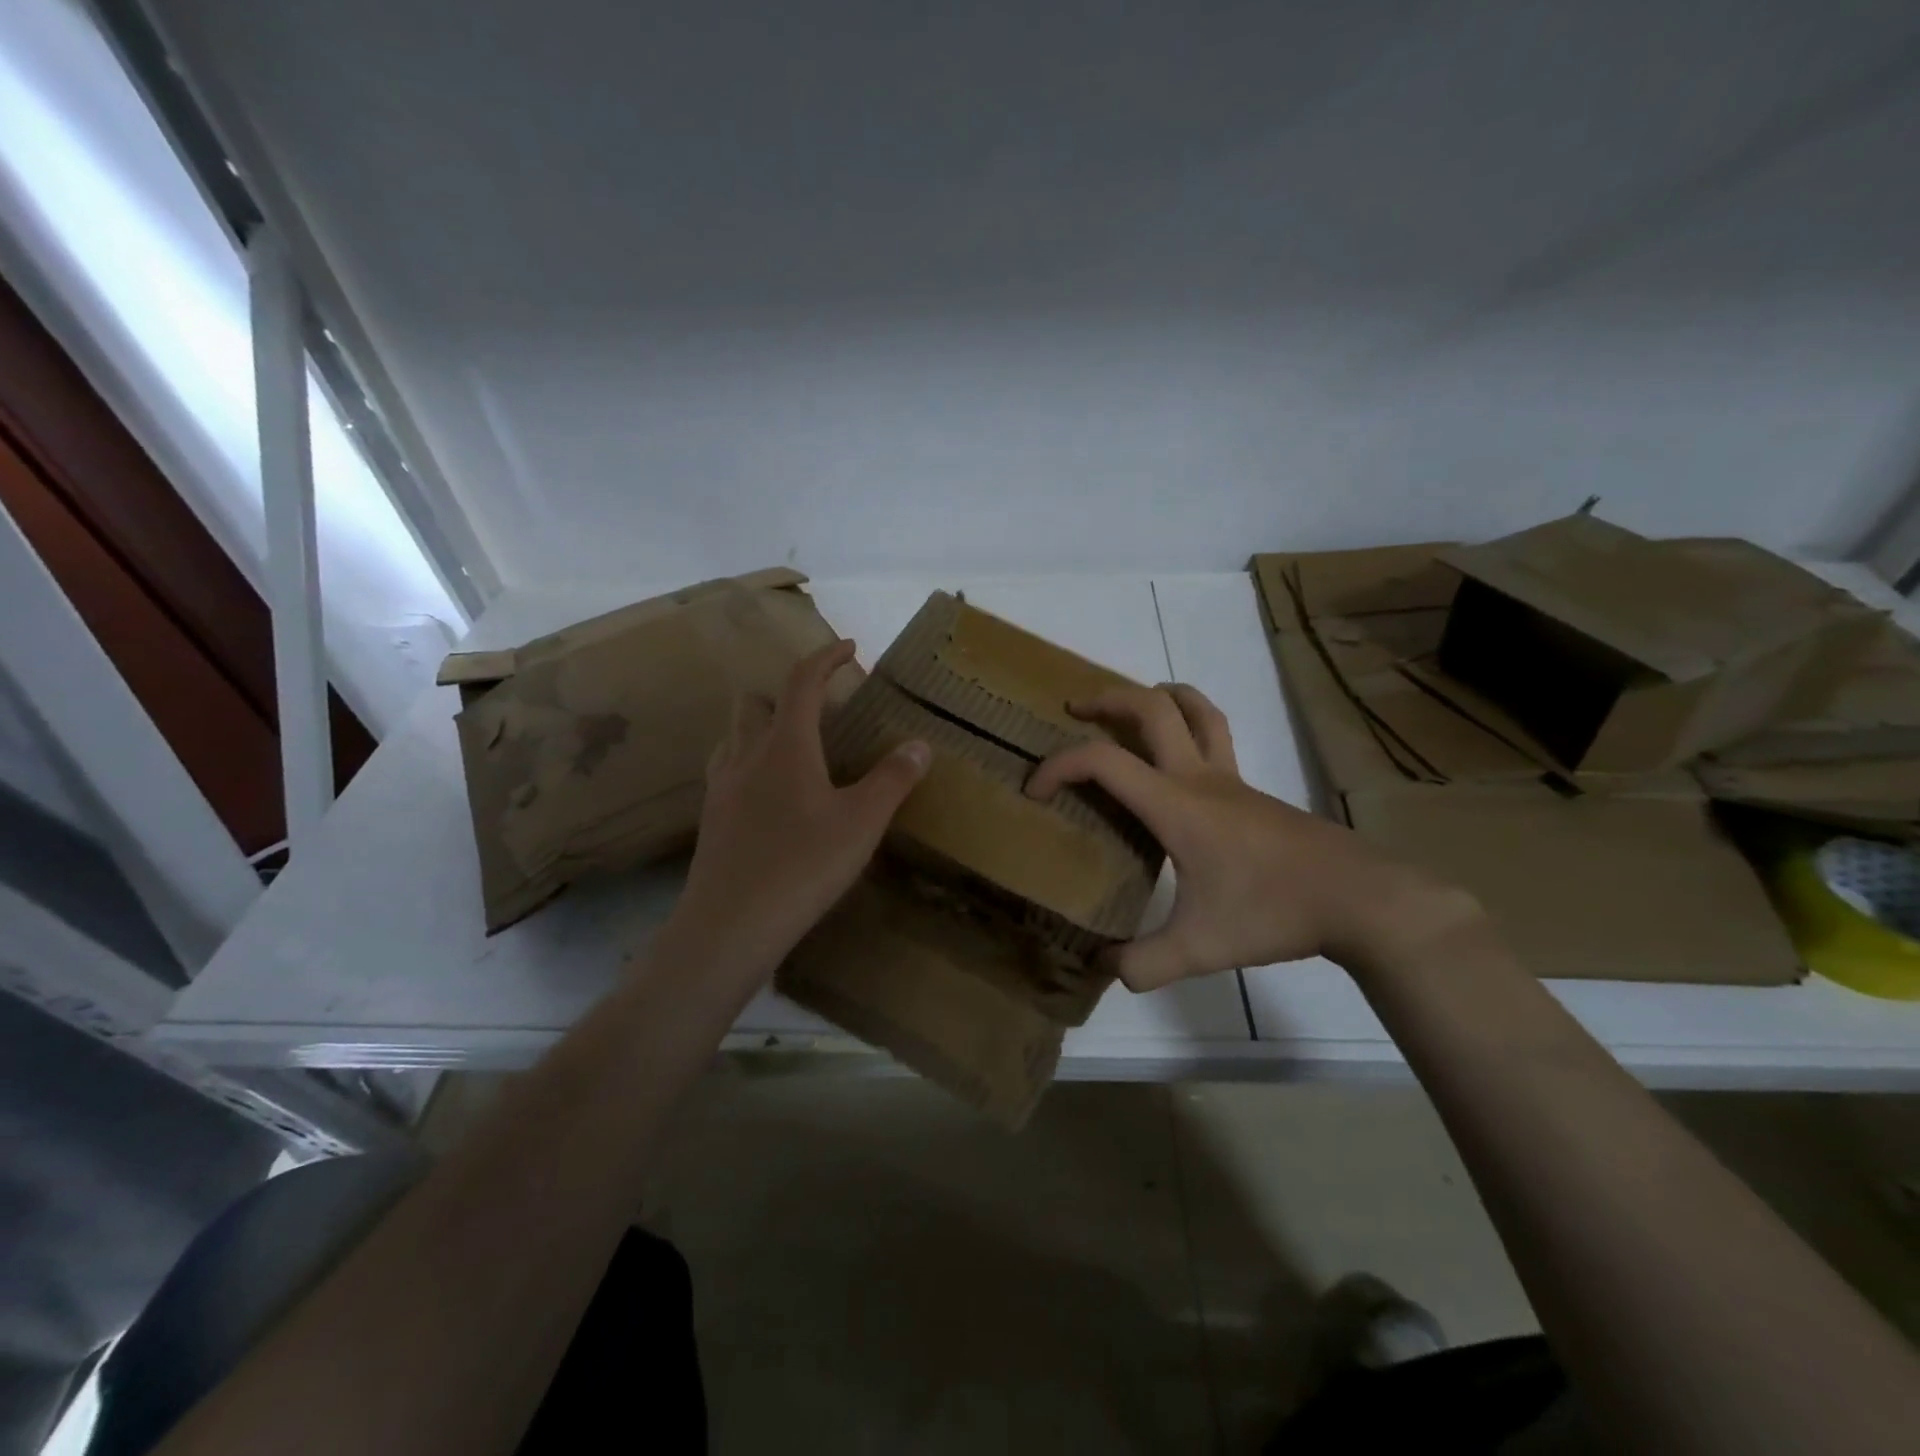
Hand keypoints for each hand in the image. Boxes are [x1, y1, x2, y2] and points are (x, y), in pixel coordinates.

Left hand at [664, 639, 930, 976]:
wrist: (730, 926)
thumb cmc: (802, 867)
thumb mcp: (861, 824)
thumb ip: (892, 780)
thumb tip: (919, 744)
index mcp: (786, 746)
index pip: (802, 681)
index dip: (826, 657)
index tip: (850, 647)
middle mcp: (746, 755)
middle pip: (755, 701)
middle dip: (786, 693)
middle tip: (821, 712)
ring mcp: (721, 787)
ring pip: (734, 734)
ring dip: (762, 726)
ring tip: (795, 750)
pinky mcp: (711, 818)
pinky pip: (727, 770)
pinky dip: (749, 762)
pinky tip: (770, 795)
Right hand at [1025, 684, 1471, 989]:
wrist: (1359, 897)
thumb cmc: (1274, 912)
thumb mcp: (1201, 949)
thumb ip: (1144, 963)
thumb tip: (1103, 968)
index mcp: (1176, 804)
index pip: (1103, 761)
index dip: (1057, 766)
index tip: (1035, 791)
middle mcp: (1200, 777)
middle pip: (1151, 707)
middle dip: (1105, 699)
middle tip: (1073, 709)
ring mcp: (1232, 778)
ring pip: (1195, 708)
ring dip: (1156, 695)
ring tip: (1129, 707)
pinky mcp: (1253, 790)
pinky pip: (1214, 735)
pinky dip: (1186, 725)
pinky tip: (1178, 763)